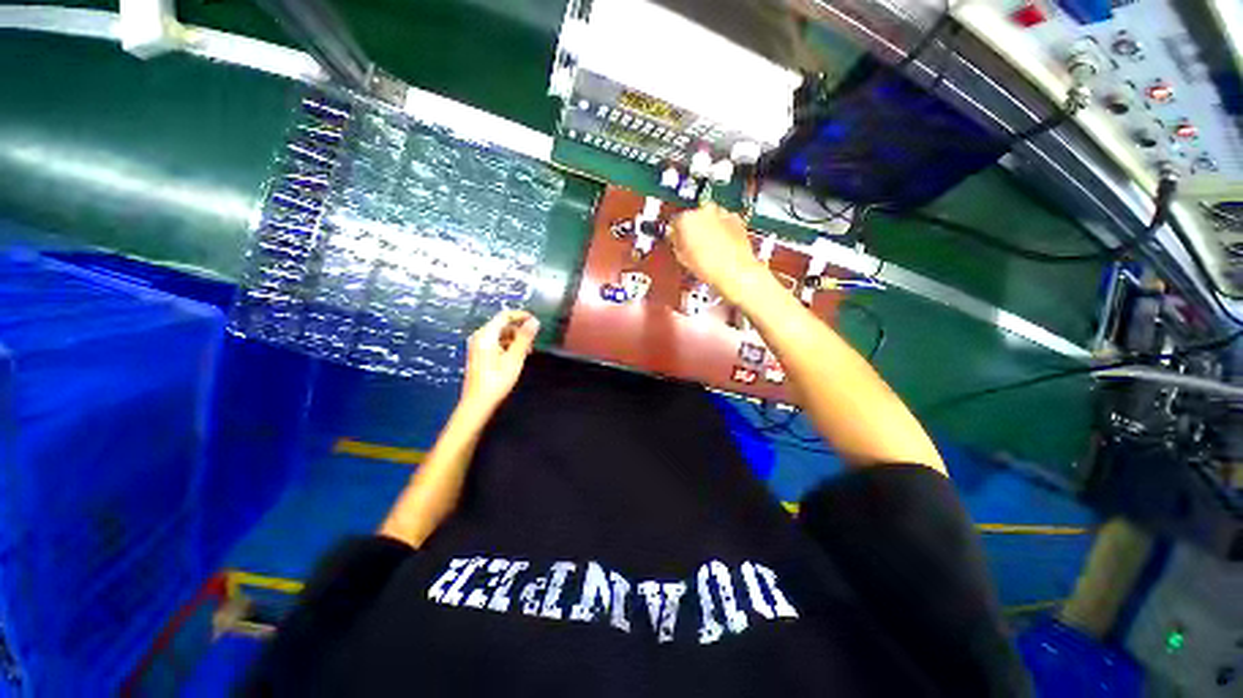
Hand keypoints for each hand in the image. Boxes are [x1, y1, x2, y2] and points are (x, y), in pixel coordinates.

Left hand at [460, 310, 539, 413]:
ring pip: (500, 334)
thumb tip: (534, 321)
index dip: (521, 315)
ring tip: (527, 351)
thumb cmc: (496, 381)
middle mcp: (479, 337)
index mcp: (486, 335)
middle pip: (502, 324)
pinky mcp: (479, 354)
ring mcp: (478, 346)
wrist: (478, 403)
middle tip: (533, 341)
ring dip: (515, 339)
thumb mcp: (514, 358)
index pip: (505, 315)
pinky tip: (516, 357)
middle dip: (519, 330)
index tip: (535, 321)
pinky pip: (496, 342)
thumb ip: (524, 338)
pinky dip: (508, 345)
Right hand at [669, 204, 766, 303]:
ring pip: (709, 218)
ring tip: (708, 249)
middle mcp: (704, 211)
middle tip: (692, 247)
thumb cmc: (711, 268)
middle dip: (692, 230)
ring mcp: (722, 213)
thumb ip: (676, 244)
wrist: (735, 272)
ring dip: (707, 229)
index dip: (676, 234)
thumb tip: (677, 240)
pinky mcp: (736, 219)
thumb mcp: (682, 258)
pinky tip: (720, 246)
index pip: (675, 221)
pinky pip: (724, 222)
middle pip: (693, 216)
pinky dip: (721, 230)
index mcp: (686, 219)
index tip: (677, 241)